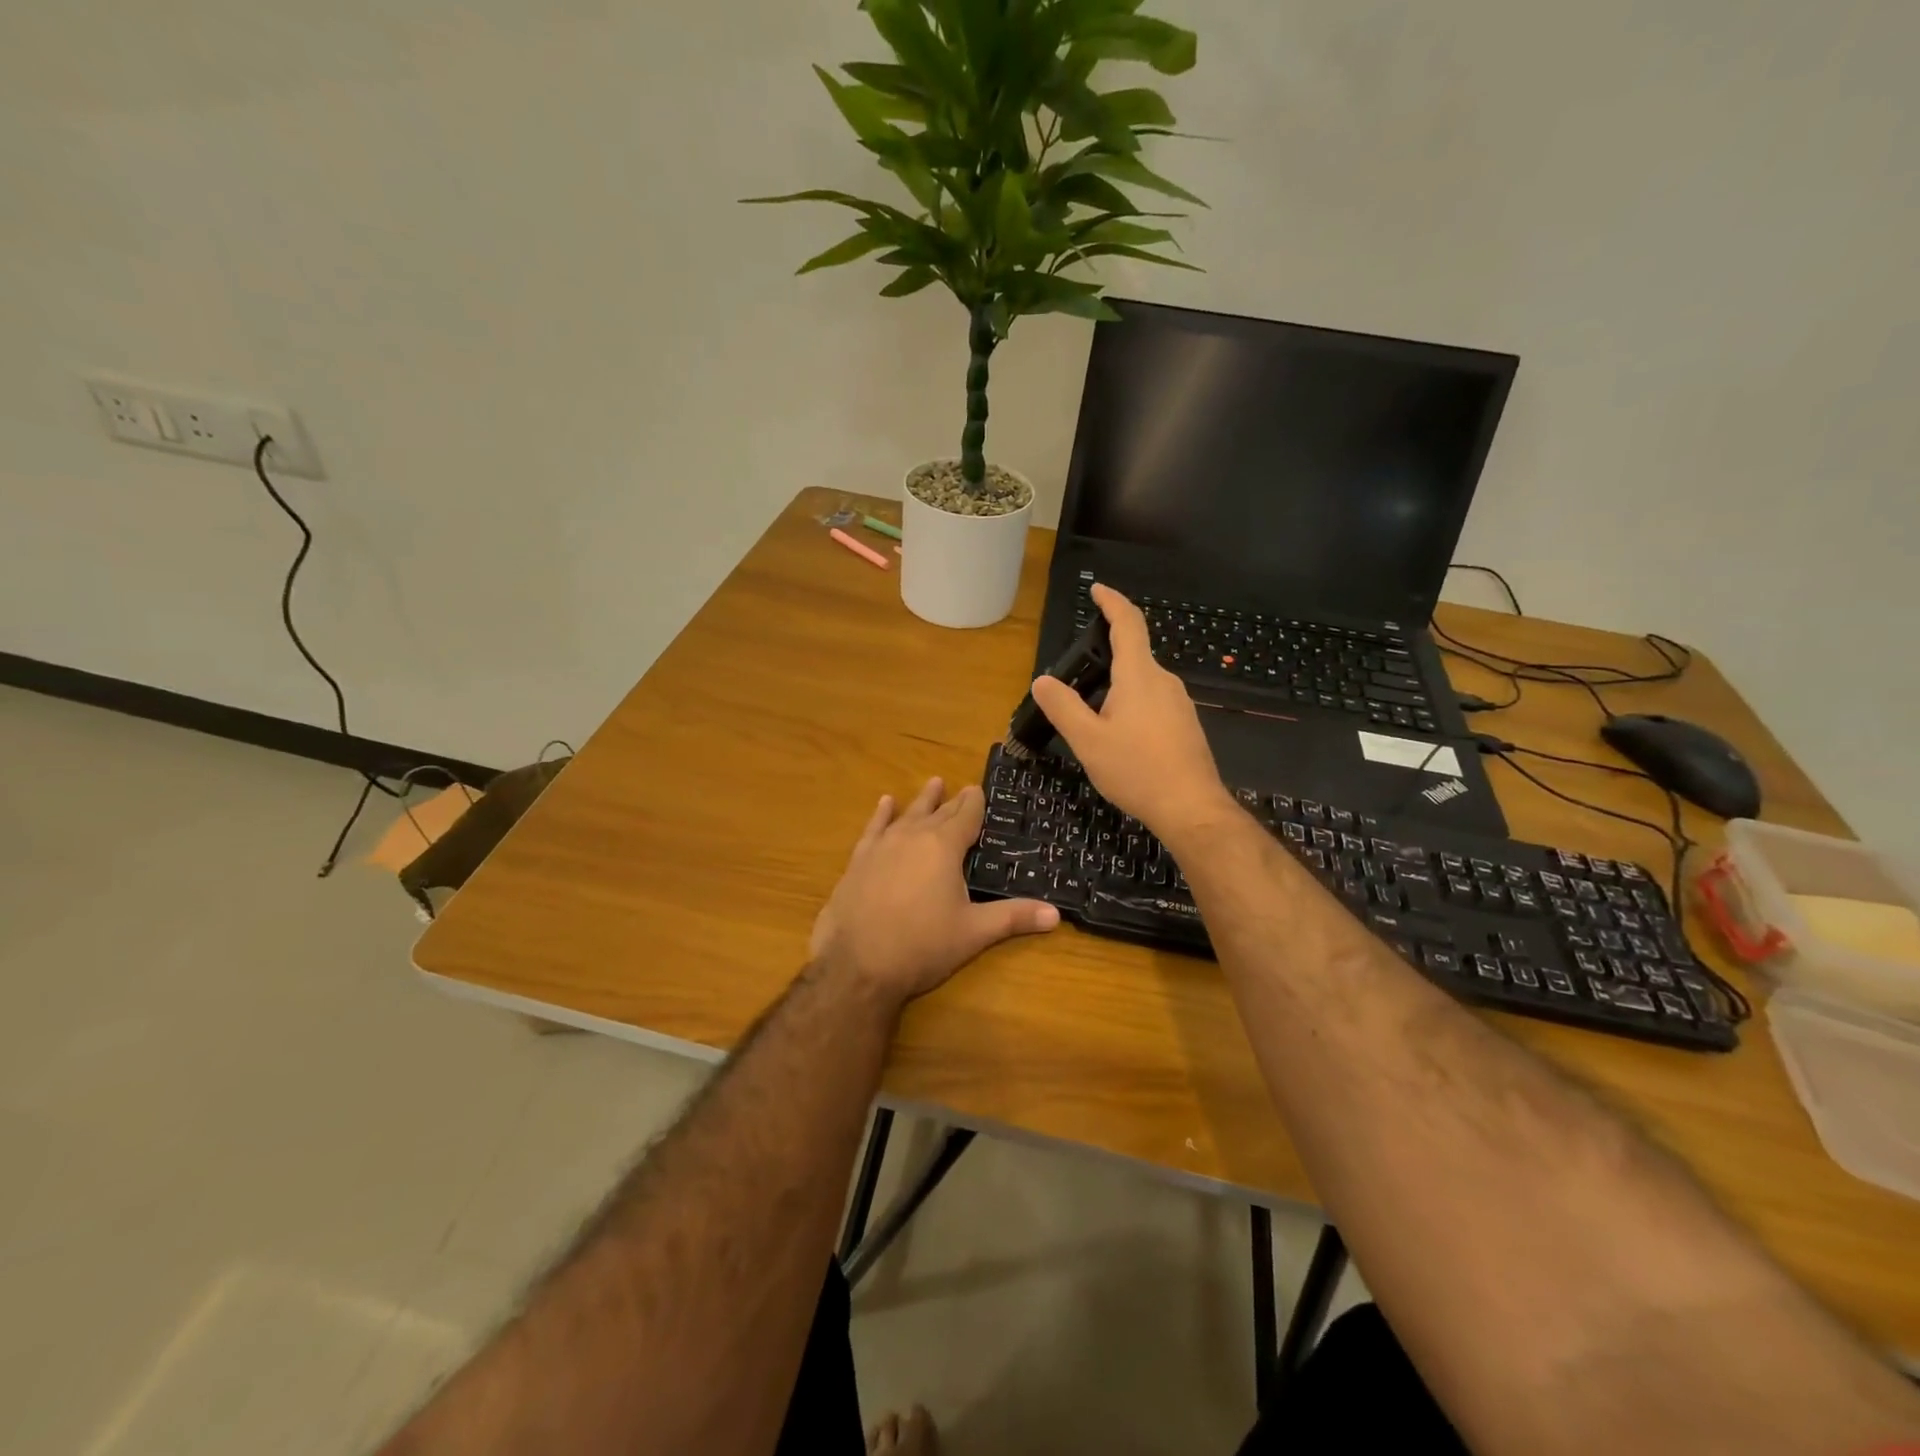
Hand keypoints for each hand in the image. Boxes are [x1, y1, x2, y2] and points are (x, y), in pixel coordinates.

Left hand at [810, 778, 1058, 1007]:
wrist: (857, 965)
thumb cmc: (922, 946)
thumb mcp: (973, 933)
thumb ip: (1013, 917)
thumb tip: (1056, 914)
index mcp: (944, 847)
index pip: (966, 816)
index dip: (975, 803)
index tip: (980, 789)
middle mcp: (913, 836)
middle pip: (938, 813)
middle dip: (953, 801)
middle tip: (964, 788)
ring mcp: (882, 846)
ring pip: (907, 815)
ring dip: (922, 800)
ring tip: (934, 782)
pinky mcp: (858, 861)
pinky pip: (873, 829)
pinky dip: (882, 815)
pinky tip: (885, 803)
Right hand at [1030, 584, 1235, 845]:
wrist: (1191, 808)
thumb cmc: (1137, 770)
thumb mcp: (1088, 741)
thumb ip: (1063, 707)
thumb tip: (1043, 681)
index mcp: (1139, 676)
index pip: (1127, 624)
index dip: (1111, 602)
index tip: (1097, 589)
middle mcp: (1164, 681)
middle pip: (1134, 654)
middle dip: (1105, 656)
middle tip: (1076, 677)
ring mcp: (1180, 703)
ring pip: (1143, 682)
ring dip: (1118, 686)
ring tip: (1093, 716)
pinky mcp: (1186, 725)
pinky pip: (1154, 702)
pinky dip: (1132, 706)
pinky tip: (1120, 737)